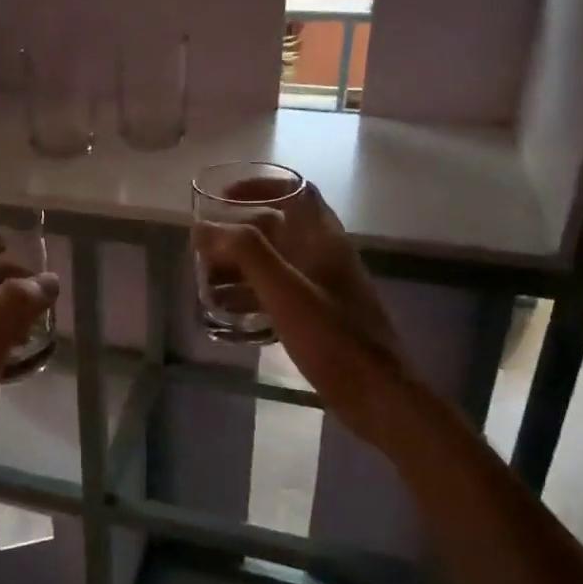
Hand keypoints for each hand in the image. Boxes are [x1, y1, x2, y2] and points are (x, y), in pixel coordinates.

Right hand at [192, 184, 409, 450]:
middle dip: (239, 235)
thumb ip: (246, 253)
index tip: (223, 198)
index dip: (260, 186)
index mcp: (324, 241)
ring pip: (277, 265)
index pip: (297, 192)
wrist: (378, 396)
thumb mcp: (285, 291)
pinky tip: (229, 314)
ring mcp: (326, 289)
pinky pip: (280, 294)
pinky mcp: (322, 318)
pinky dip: (253, 295)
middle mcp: (327, 258)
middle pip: (280, 230)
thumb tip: (204, 227)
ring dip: (242, 267)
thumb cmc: (332, 338)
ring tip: (207, 283)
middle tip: (206, 250)